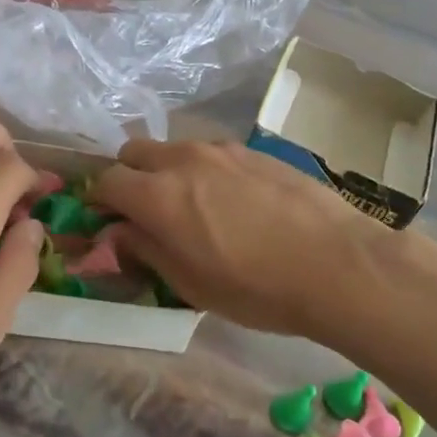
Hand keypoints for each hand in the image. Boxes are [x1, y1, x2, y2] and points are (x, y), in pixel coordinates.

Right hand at [94, 139, 399, 338]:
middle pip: (134, 152)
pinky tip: (233, 201)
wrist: (338, 263)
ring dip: (168, 171)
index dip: (99, 201)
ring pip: (174, 150)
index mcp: (158, 195)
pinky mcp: (253, 150)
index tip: (105, 220)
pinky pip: (211, 153)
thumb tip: (119, 232)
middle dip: (129, 177)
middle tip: (145, 211)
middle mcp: (183, 160)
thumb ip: (146, 250)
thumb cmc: (257, 287)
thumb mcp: (190, 284)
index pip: (107, 181)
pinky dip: (204, 170)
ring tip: (194, 207)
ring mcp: (221, 149)